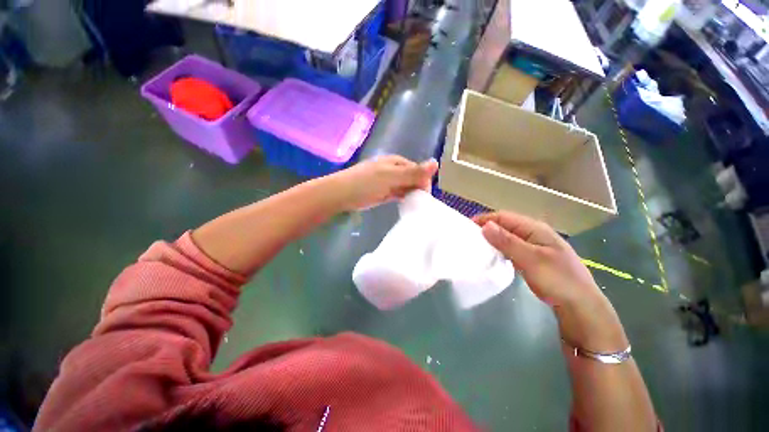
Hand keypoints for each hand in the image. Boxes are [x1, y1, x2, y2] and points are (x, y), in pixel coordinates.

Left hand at [327, 155, 438, 210]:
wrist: (342, 195)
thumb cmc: (366, 183)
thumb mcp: (390, 176)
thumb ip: (412, 172)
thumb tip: (436, 163)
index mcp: (397, 162)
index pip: (418, 170)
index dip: (423, 181)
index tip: (425, 196)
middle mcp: (394, 170)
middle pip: (413, 179)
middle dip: (418, 189)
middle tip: (421, 203)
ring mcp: (389, 182)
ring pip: (407, 187)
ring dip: (412, 195)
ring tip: (417, 207)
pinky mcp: (384, 193)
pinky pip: (399, 195)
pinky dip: (404, 199)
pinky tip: (408, 206)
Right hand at [473, 212, 627, 351]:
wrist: (580, 306)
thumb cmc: (558, 280)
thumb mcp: (531, 259)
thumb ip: (507, 242)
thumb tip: (485, 226)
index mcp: (535, 228)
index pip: (504, 217)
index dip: (485, 220)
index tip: (466, 228)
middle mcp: (533, 233)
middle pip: (504, 225)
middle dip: (486, 229)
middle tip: (468, 238)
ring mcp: (532, 246)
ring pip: (506, 237)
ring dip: (491, 240)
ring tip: (476, 246)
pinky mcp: (531, 258)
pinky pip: (510, 248)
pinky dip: (499, 250)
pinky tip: (491, 256)